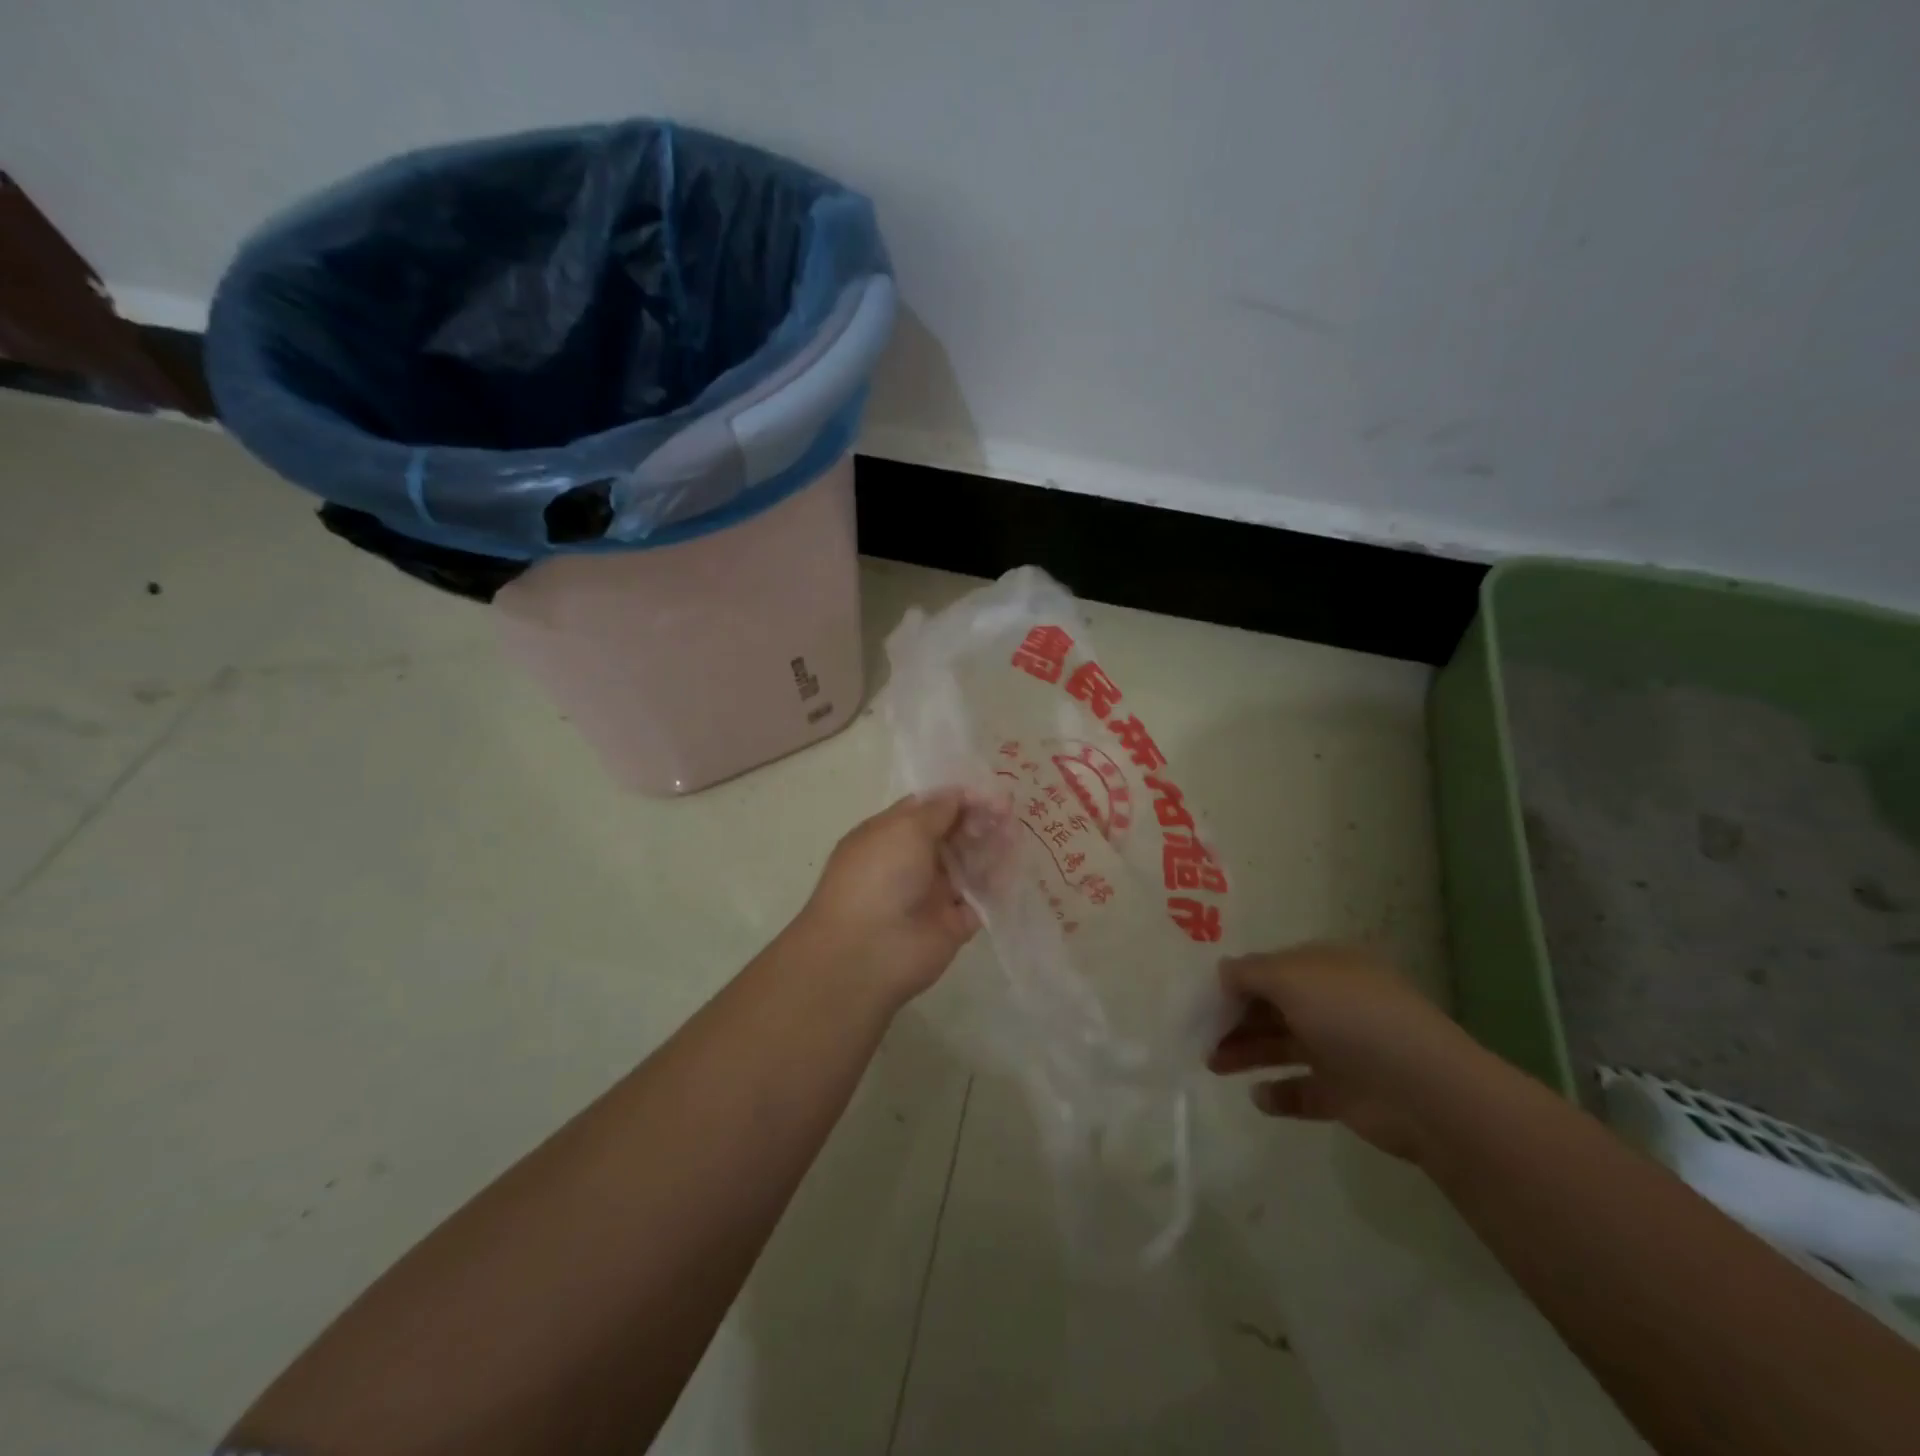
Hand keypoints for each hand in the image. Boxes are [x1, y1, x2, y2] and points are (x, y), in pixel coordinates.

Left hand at [792, 790, 1002, 1008]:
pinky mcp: (953, 924)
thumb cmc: (880, 876)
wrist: (869, 951)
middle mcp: (910, 862)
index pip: (928, 809)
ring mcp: (932, 893)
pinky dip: (997, 883)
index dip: (958, 798)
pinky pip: (980, 899)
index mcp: (889, 835)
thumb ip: (938, 810)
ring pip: (968, 864)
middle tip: (1007, 812)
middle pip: (951, 834)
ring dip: (991, 847)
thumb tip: (959, 794)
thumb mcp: (904, 829)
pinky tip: (1015, 865)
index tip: (989, 792)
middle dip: (979, 820)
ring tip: (1015, 833)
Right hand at [1207, 943, 1481, 1162]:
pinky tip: (1259, 1097)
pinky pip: (1303, 1091)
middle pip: (1272, 1007)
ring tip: (1213, 1065)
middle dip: (1234, 1019)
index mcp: (1326, 968)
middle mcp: (1333, 1004)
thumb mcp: (1291, 977)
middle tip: (1200, 1036)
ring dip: (1246, 1053)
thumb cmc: (1351, 1017)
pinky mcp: (1346, 1094)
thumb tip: (1222, 973)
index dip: (1236, 982)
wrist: (1424, 1092)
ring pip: (1281, 1046)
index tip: (1202, 1000)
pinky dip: (1279, 1094)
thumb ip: (1249, 972)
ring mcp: (1341, 1049)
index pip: (1271, 968)